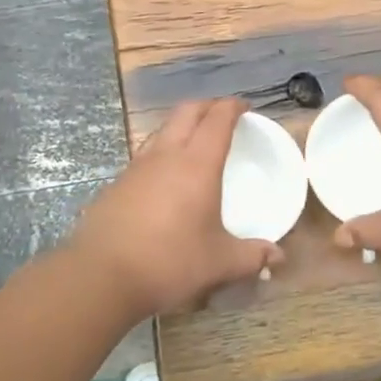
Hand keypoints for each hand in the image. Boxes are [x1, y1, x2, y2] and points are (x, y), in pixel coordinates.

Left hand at [65, 98, 279, 317]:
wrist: (102, 274)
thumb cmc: (170, 262)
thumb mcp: (219, 263)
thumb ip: (251, 256)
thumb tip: (278, 257)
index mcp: (197, 164)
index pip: (217, 119)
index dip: (232, 107)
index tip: (244, 107)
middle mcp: (166, 156)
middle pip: (186, 112)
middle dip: (206, 106)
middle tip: (221, 115)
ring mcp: (137, 167)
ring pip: (162, 130)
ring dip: (180, 126)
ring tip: (193, 141)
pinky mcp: (116, 184)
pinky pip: (144, 155)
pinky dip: (160, 153)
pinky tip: (163, 178)